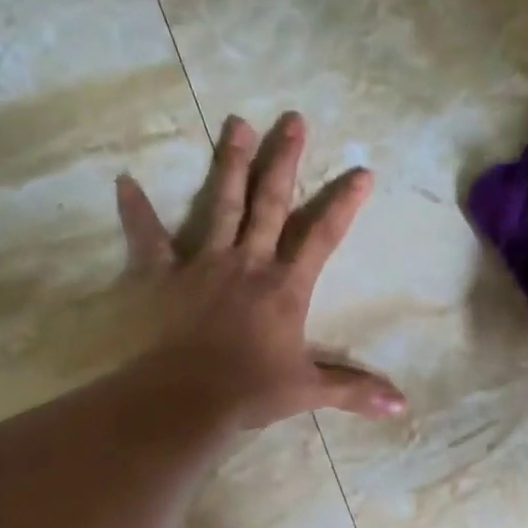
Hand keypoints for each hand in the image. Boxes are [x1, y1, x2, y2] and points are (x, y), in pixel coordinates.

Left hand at [115, 111, 407, 429]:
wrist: (187, 398)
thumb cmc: (250, 391)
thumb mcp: (309, 391)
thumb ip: (354, 391)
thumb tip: (403, 407)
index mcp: (285, 287)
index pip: (323, 237)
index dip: (344, 204)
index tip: (362, 172)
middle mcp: (248, 263)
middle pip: (270, 203)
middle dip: (284, 160)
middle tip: (293, 120)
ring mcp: (203, 264)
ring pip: (221, 204)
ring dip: (230, 163)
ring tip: (237, 123)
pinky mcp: (162, 275)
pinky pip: (147, 238)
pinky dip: (135, 211)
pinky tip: (124, 181)